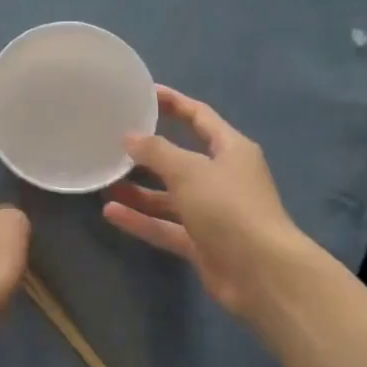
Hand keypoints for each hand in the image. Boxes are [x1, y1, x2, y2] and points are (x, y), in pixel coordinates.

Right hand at [102, 86, 305, 316]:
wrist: (261, 272)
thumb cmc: (228, 207)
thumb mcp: (189, 171)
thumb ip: (157, 152)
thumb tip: (130, 137)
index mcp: (231, 150)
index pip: (200, 117)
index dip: (174, 103)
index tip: (144, 94)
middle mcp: (223, 178)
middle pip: (181, 159)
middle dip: (149, 153)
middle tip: (113, 143)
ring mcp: (212, 213)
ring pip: (170, 196)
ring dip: (140, 191)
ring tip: (105, 181)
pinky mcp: (202, 243)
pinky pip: (166, 226)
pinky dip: (142, 220)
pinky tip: (111, 212)